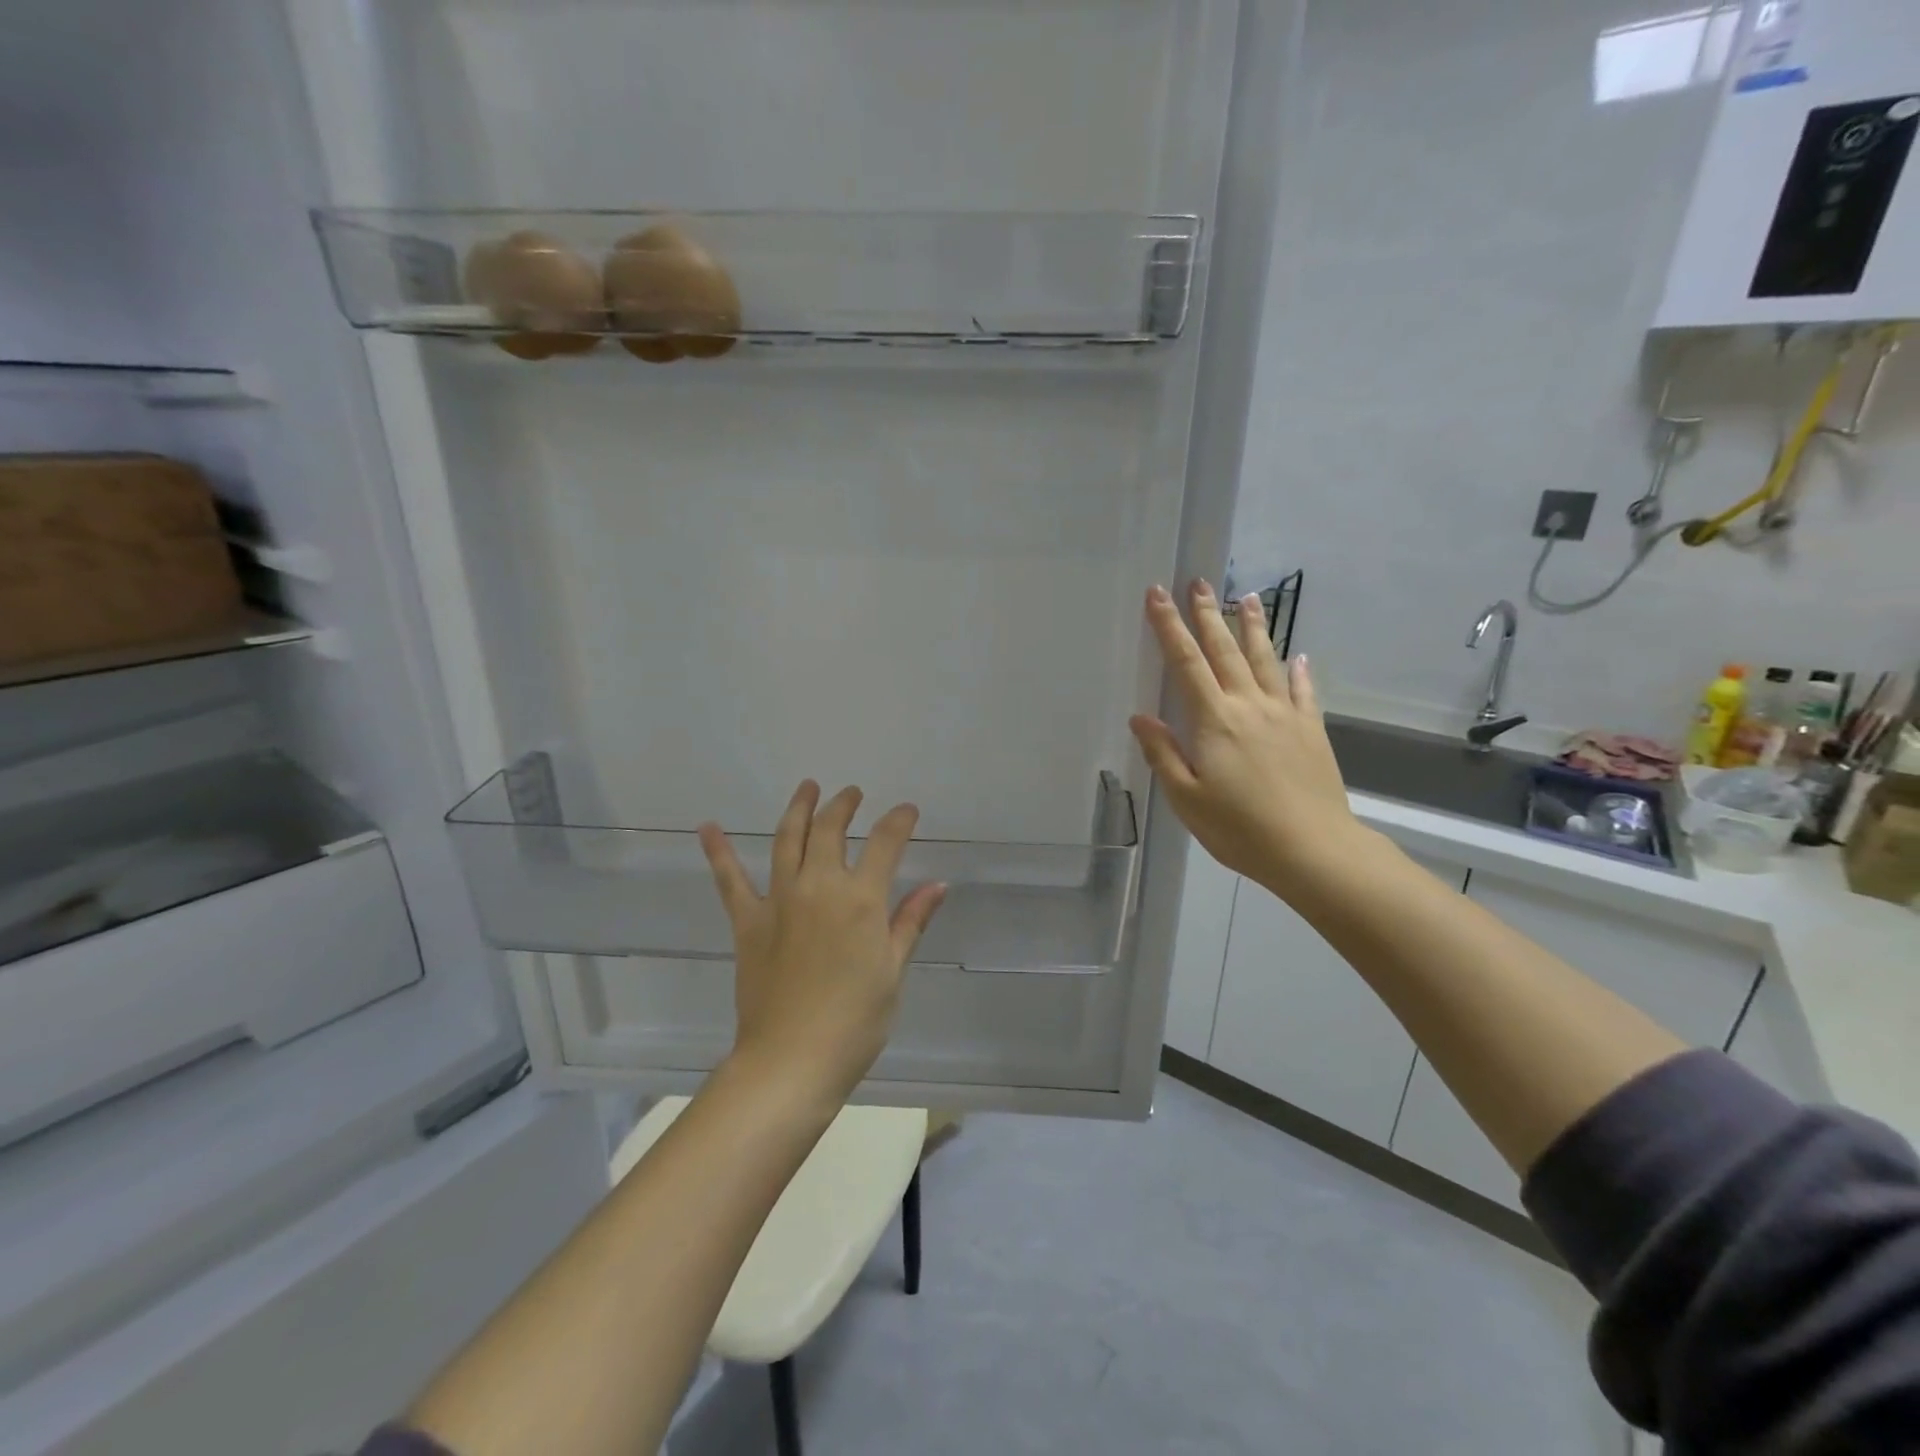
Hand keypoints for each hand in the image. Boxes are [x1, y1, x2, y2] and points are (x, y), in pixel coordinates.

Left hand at [699, 782, 945, 1102]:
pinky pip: (730, 880)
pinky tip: (708, 827)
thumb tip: (937, 885)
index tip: (907, 810)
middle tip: (851, 793)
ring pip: (788, 839)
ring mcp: (779, 901)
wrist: (791, 1060)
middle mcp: (819, 887)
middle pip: (830, 830)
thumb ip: (910, 921)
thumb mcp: (893, 971)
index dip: (899, 821)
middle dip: (843, 805)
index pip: (885, 843)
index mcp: (861, 899)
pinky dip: (719, 852)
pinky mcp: (748, 922)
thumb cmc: (855, 1021)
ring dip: (798, 809)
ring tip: (807, 787)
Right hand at [1130, 581, 1364, 893]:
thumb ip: (1164, 754)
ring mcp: (1285, 715)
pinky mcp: (1311, 731)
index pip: (1186, 662)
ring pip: (1266, 660)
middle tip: (1199, 582)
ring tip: (1248, 597)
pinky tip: (1298, 656)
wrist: (1314, 850)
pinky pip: (1304, 692)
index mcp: (1215, 721)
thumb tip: (1141, 717)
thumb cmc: (1240, 828)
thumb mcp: (1186, 798)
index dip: (1169, 626)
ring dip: (1253, 628)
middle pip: (1225, 651)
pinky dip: (1299, 671)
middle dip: (1208, 614)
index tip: (1159, 594)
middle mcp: (1250, 706)